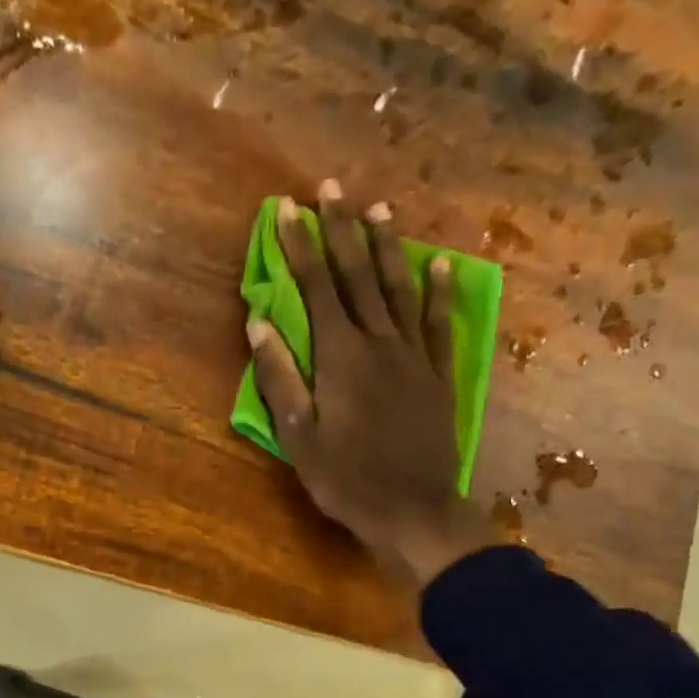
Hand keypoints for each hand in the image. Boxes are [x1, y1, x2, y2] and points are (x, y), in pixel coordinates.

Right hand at [247, 184, 495, 587]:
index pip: (316, 289)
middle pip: (358, 277)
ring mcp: (414, 356)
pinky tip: (437, 264)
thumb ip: (281, 378)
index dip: (300, 248)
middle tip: (331, 189)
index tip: (288, 210)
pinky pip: (438, 323)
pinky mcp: (438, 374)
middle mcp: (379, 343)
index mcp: (340, 358)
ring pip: (399, 289)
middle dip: (341, 231)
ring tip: (378, 210)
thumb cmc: (346, 479)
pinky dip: (437, 290)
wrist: (412, 509)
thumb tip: (260, 323)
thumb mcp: (300, 436)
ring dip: (386, 247)